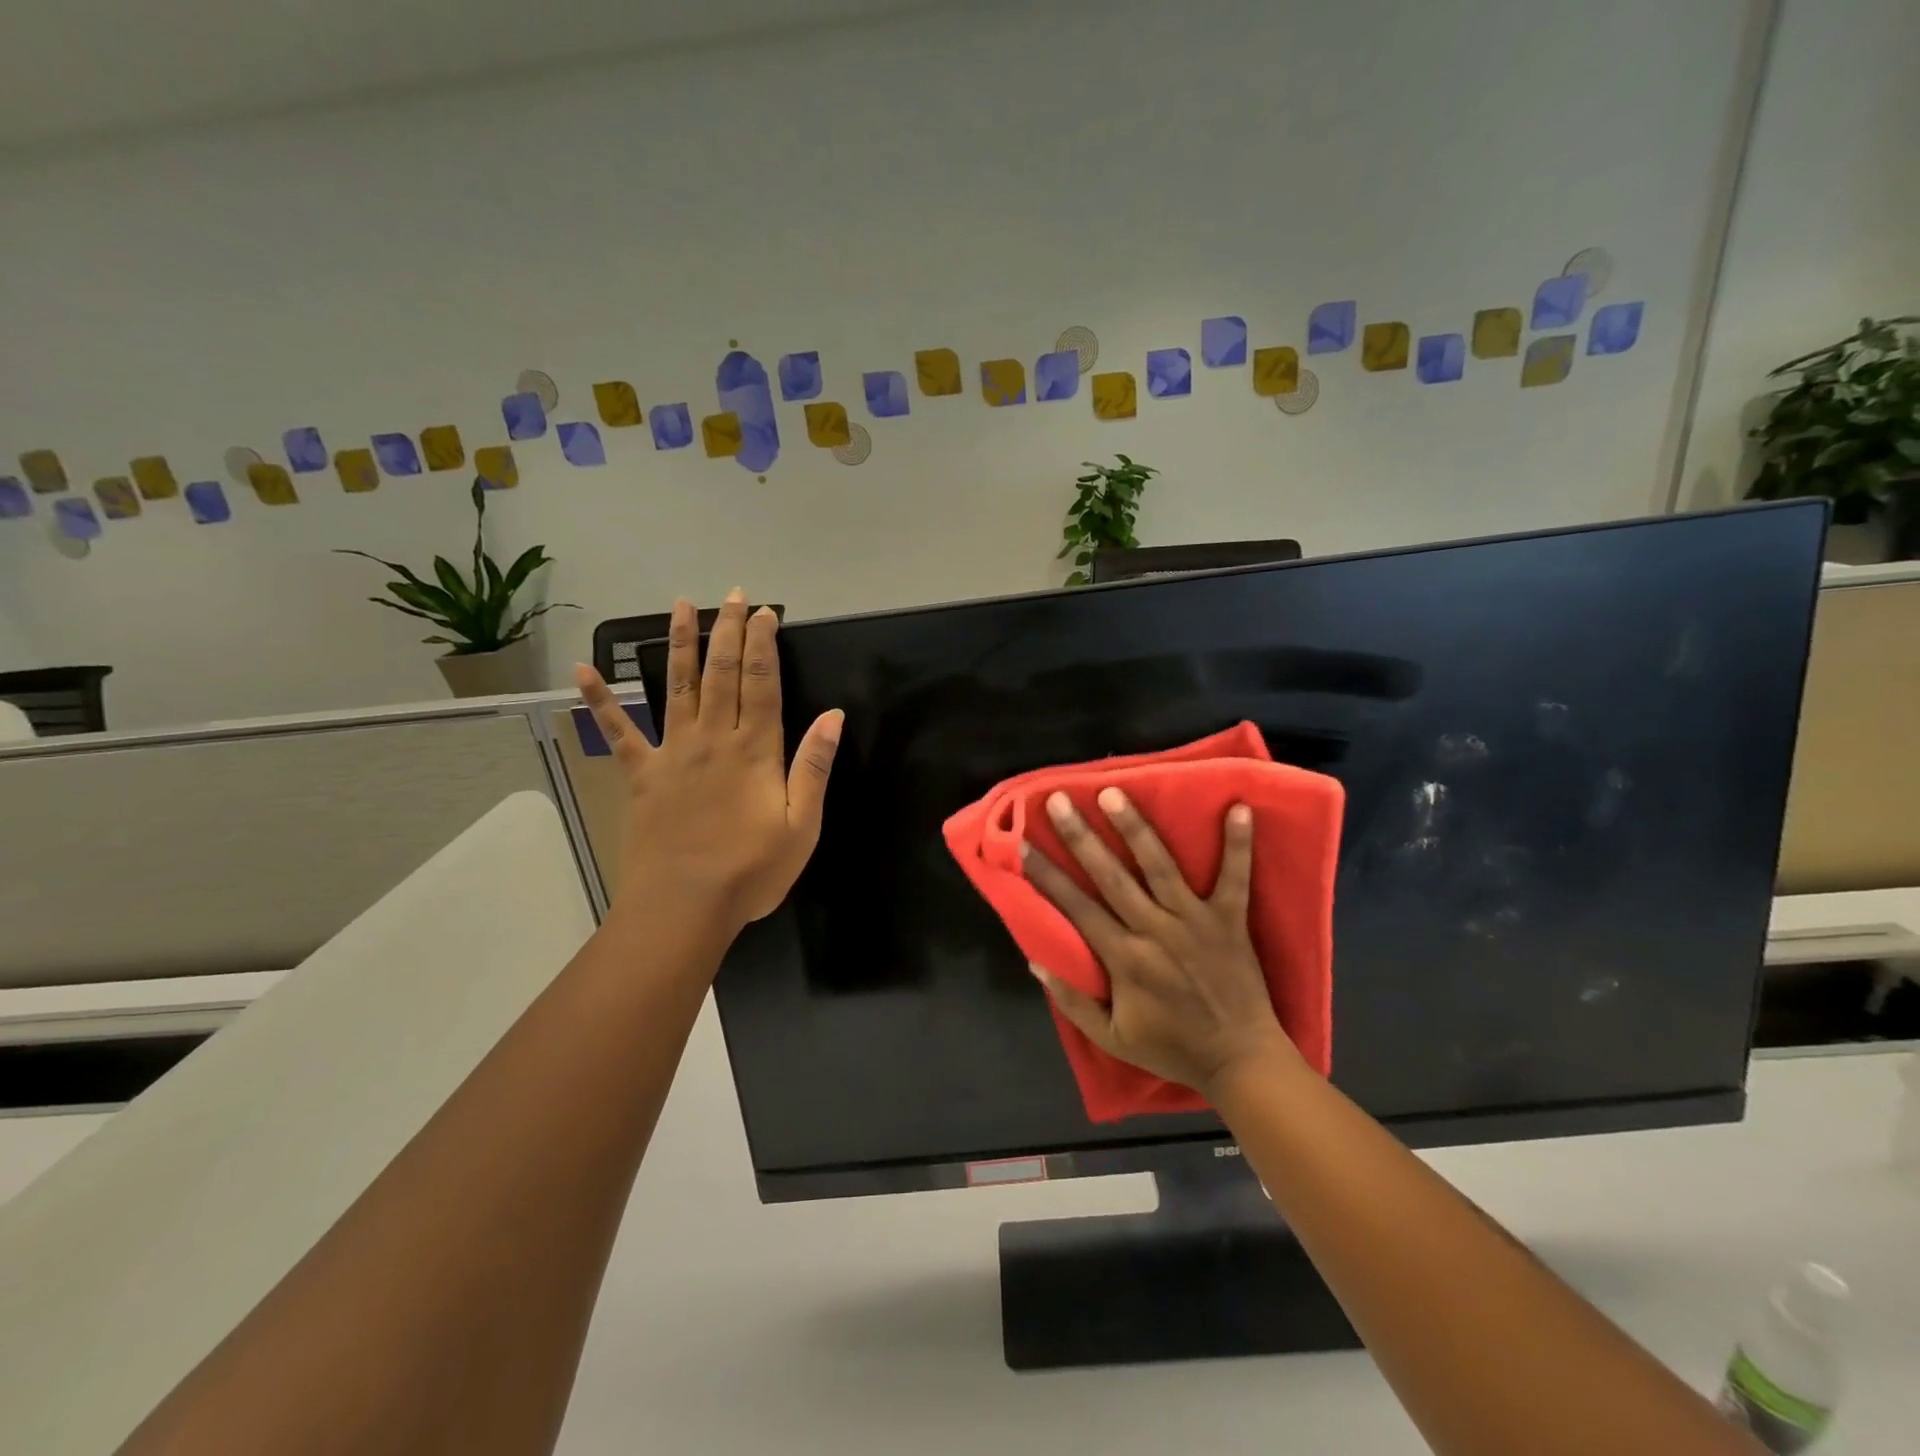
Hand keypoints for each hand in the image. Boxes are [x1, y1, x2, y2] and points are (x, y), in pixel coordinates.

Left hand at [574, 590, 842, 936]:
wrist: (684, 907)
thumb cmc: (751, 870)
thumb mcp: (802, 825)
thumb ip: (815, 767)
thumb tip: (833, 715)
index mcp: (754, 750)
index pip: (762, 683)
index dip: (764, 645)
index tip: (766, 613)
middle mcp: (712, 739)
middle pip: (723, 674)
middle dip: (729, 631)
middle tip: (733, 596)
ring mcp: (672, 754)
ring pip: (678, 687)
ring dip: (680, 644)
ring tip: (681, 606)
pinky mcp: (642, 776)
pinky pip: (619, 732)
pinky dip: (600, 701)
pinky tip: (584, 671)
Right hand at [1021, 788, 1298, 1097]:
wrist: (1240, 1062)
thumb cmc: (1173, 1047)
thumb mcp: (1111, 1038)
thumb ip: (1072, 1001)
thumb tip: (1034, 963)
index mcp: (1125, 959)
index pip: (1077, 908)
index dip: (1047, 875)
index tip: (1024, 845)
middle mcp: (1155, 931)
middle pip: (1111, 877)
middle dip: (1082, 837)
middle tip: (1059, 800)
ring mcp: (1195, 922)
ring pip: (1160, 867)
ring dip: (1136, 828)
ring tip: (1115, 793)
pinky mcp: (1229, 920)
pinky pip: (1236, 878)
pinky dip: (1239, 844)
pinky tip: (1240, 806)